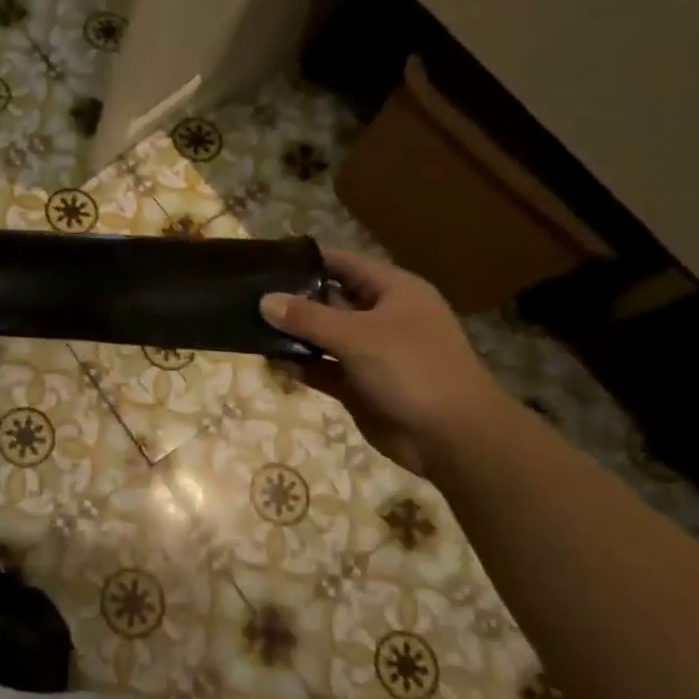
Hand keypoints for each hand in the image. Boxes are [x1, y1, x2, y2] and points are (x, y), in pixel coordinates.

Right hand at [259, 248, 506, 476]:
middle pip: (329, 299)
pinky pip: (322, 367)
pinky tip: (270, 360)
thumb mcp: (357, 336)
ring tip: (248, 325)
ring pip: (323, 335)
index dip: (306, 260)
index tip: (266, 260)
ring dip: (292, 334)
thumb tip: (264, 300)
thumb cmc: (412, 369)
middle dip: (292, 298)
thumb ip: (307, 318)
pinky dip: (300, 364)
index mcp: (393, 292)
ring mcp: (370, 352)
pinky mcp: (359, 384)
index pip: (342, 264)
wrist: (452, 438)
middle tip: (247, 294)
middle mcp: (381, 317)